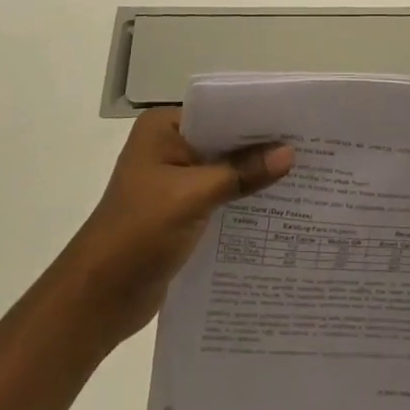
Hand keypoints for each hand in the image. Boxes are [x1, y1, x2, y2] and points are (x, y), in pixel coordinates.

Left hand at [52, 109, 292, 345]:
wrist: (99, 298)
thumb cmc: (139, 233)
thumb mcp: (193, 197)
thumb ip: (241, 173)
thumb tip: (289, 153)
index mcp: (163, 127)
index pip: (218, 110)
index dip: (255, 116)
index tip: (297, 121)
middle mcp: (169, 146)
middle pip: (223, 139)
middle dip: (260, 147)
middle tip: (309, 149)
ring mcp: (174, 180)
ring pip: (224, 169)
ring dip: (254, 176)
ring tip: (304, 176)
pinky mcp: (181, 211)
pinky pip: (219, 196)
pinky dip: (242, 200)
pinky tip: (277, 208)